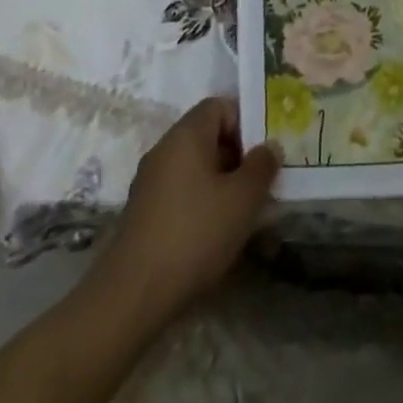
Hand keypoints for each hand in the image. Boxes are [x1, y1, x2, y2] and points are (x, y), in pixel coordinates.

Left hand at [92, 97, 278, 327]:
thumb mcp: (242, 198)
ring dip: (222, 182)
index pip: (220, 106)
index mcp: (186, 135)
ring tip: (245, 210)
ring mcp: (150, 183)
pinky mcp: (144, 213)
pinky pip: (182, 192)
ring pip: (196, 167)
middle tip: (263, 181)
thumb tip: (269, 146)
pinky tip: (217, 231)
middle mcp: (164, 150)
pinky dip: (202, 202)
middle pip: (208, 136)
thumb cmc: (195, 234)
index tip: (265, 150)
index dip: (246, 121)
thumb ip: (262, 166)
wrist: (132, 296)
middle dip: (238, 155)